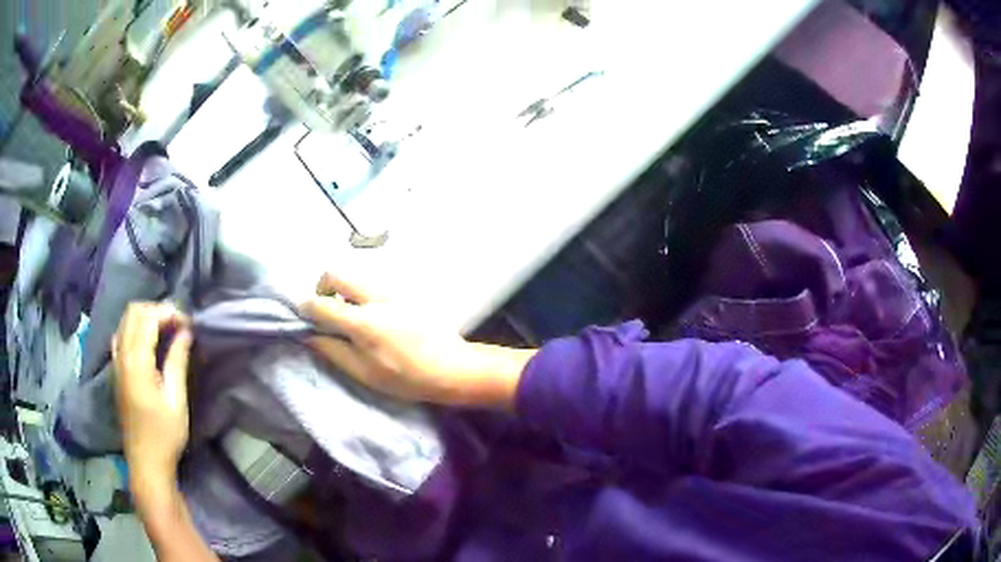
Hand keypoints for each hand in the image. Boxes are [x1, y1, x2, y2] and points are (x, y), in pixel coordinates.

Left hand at [112, 302, 192, 487]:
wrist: (146, 462)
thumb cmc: (165, 436)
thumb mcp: (176, 401)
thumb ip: (177, 362)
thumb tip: (186, 332)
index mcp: (136, 364)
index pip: (148, 318)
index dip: (169, 313)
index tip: (188, 324)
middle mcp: (122, 356)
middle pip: (133, 312)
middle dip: (156, 310)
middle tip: (177, 324)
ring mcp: (116, 362)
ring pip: (125, 320)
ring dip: (145, 317)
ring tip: (165, 330)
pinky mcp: (116, 370)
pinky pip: (121, 334)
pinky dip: (135, 328)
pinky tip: (148, 342)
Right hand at [301, 273, 535, 407]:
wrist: (451, 367)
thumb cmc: (405, 378)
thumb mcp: (364, 373)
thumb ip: (333, 351)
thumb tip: (309, 334)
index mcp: (363, 322)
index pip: (321, 303)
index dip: (306, 308)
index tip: (305, 316)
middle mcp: (375, 297)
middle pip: (336, 274)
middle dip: (323, 288)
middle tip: (328, 309)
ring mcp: (392, 289)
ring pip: (355, 277)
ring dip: (345, 291)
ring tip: (353, 317)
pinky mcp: (404, 290)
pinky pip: (373, 283)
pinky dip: (363, 294)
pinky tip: (375, 317)